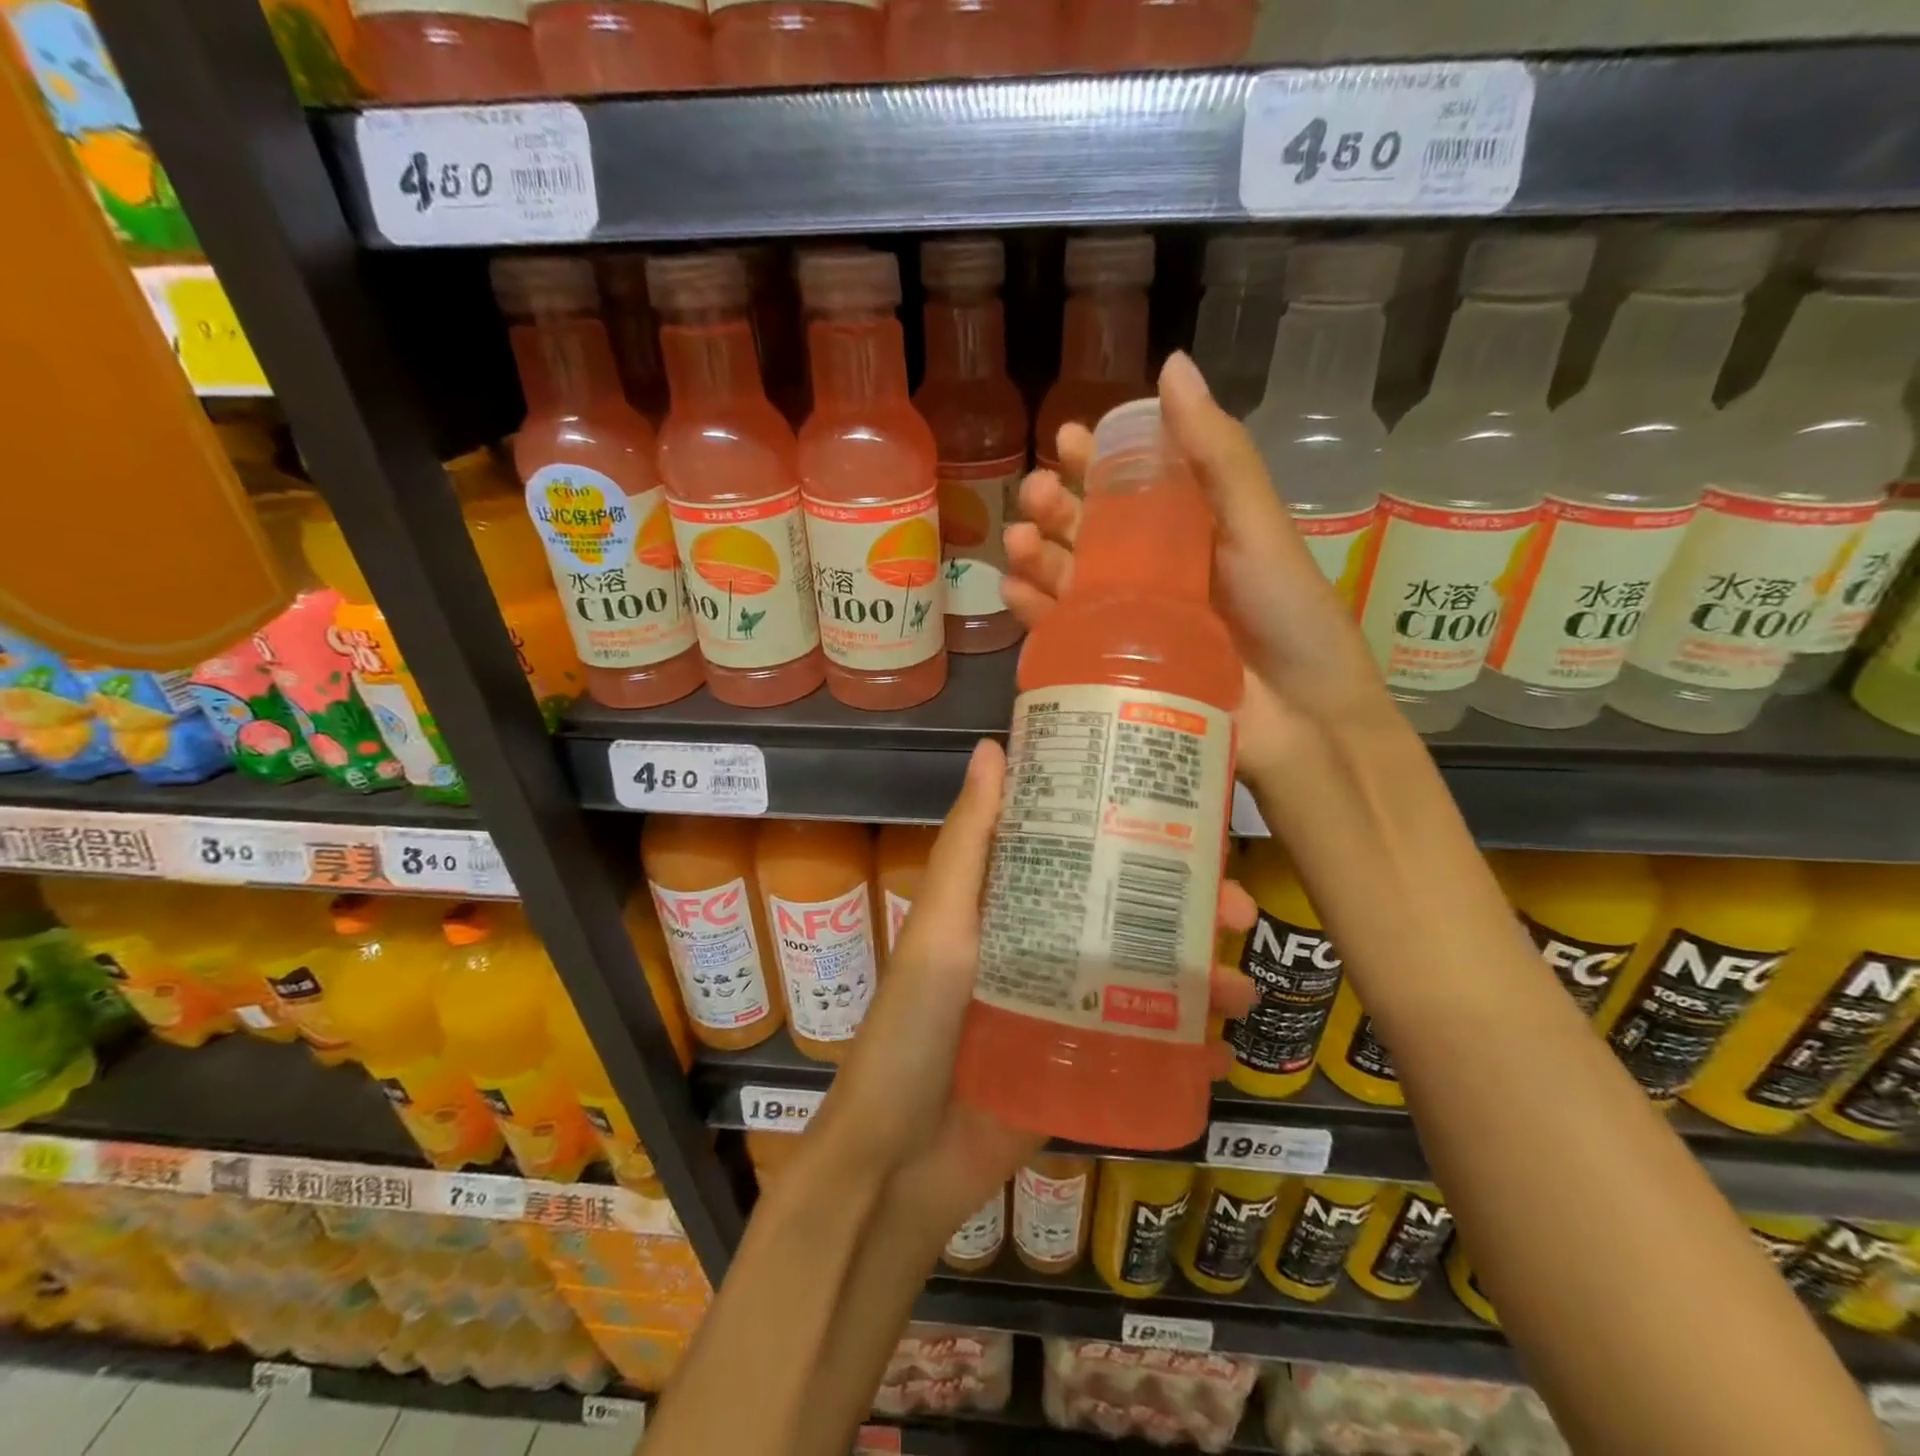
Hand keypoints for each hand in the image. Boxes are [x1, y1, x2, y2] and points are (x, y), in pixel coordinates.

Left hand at [827, 739, 1260, 1230]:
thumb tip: (995, 747)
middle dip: (1188, 907)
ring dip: (1201, 978)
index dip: (1134, 831)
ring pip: (1147, 977)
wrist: (900, 1159)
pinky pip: (1145, 1048)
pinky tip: (1229, 1053)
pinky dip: (1189, 1050)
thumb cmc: (913, 1027)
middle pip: (1127, 912)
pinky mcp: (1082, 1065)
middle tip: (1239, 909)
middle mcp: (1043, 945)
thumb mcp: (942, 925)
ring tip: (1243, 992)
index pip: (1081, 850)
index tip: (1192, 817)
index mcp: (1012, 904)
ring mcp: (1067, 1008)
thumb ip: (970, 843)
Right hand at [1002, 351, 1406, 793]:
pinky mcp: (1112, 665)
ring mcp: (1129, 620)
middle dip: (1055, 507)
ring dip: (1035, 555)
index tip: (1068, 440)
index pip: (1131, 484)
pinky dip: (1034, 610)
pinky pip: (1062, 632)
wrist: (1303, 720)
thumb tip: (1171, 366)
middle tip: (1034, 495)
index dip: (1097, 459)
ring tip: (1017, 542)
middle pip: (1089, 530)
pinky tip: (1014, 591)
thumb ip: (1217, 455)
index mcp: (1190, 530)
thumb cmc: (1289, 616)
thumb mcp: (1257, 527)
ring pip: (1068, 579)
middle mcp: (1154, 571)